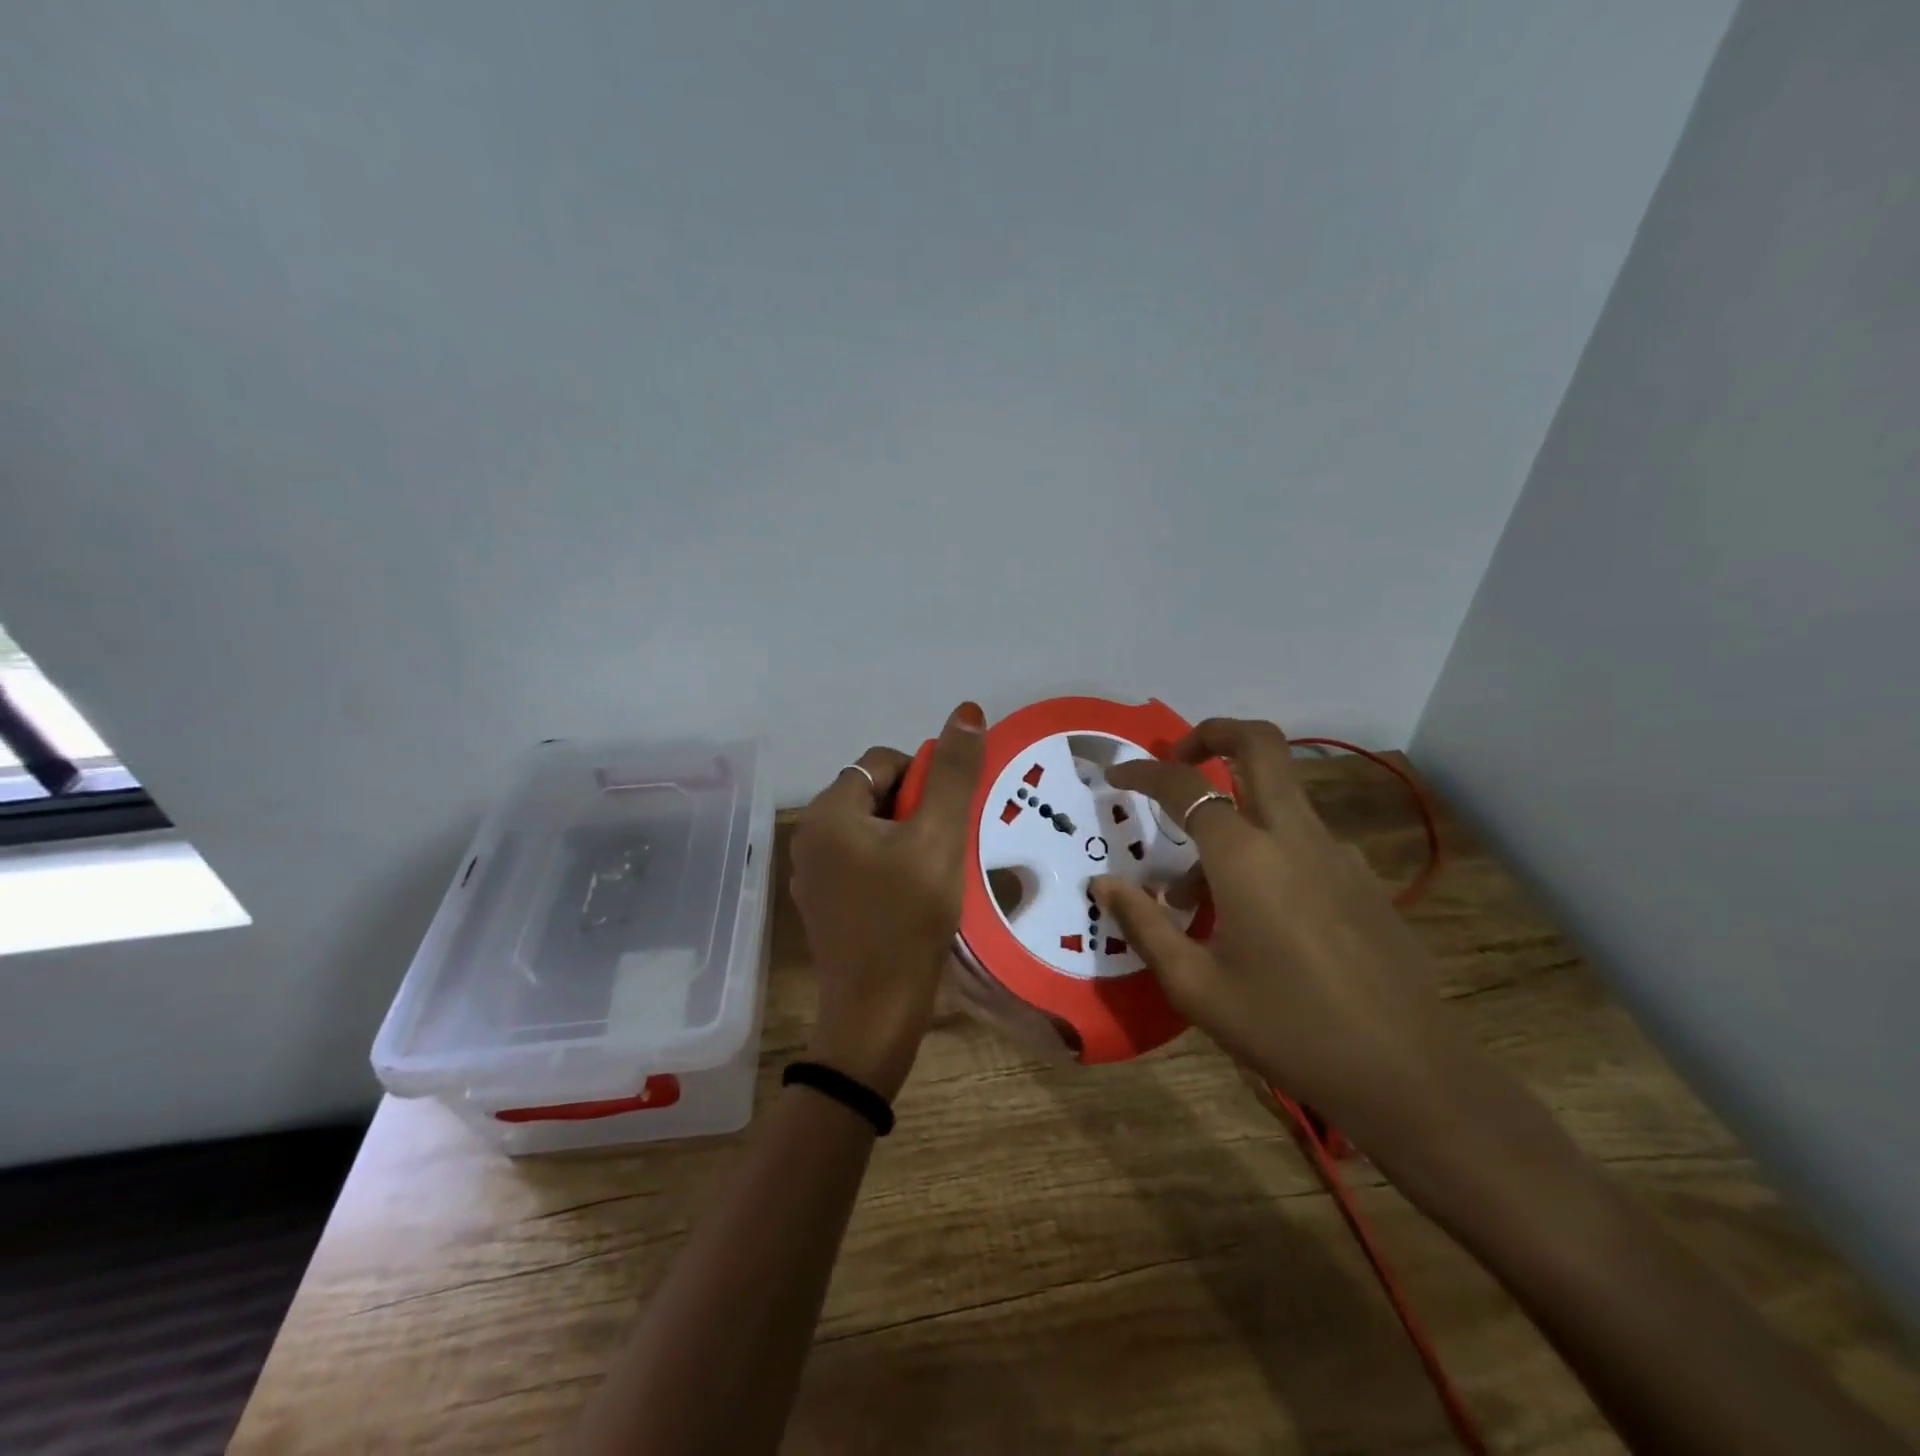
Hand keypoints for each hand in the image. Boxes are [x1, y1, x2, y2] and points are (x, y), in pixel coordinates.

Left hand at [789, 703, 985, 1099]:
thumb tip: (965, 710)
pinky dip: (890, 867)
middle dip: (915, 810)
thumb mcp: (938, 838)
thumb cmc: (908, 918)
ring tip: (935, 872)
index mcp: (828, 813)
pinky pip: (861, 864)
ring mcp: (812, 875)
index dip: (923, 778)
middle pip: (873, 795)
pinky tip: (913, 897)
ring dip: (907, 839)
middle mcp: (809, 837)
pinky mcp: (824, 905)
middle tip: (945, 846)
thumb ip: (953, 773)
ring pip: (870, 831)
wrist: (876, 1013)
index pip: (881, 762)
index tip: (947, 817)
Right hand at [1094, 718, 1455, 1139]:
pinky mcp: (1363, 878)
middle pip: (1259, 745)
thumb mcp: (1196, 986)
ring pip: (1279, 798)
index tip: (1117, 777)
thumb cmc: (1286, 1028)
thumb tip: (1104, 882)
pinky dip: (1267, 848)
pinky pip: (1303, 839)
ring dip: (1234, 813)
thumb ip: (1143, 924)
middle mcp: (1294, 836)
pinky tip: (1256, 915)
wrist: (1408, 1074)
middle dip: (1212, 733)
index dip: (1144, 772)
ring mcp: (1338, 852)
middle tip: (1178, 757)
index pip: (1185, 786)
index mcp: (1246, 856)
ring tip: (1196, 892)